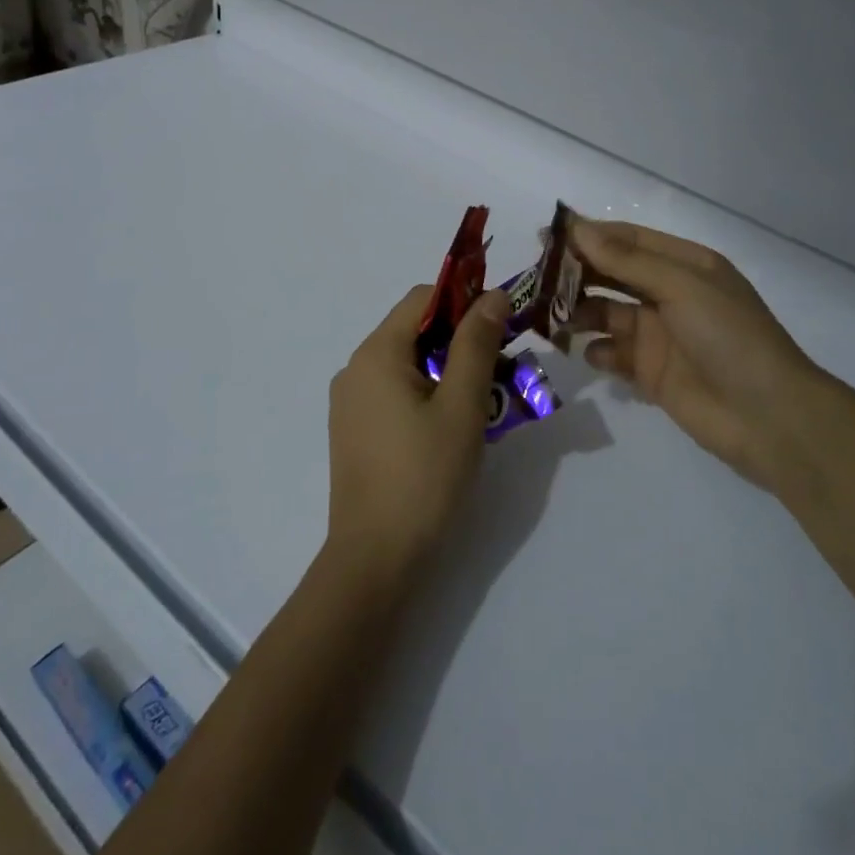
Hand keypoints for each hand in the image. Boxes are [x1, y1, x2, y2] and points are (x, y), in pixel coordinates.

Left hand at [325, 284, 511, 575]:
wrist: (374, 560)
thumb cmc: (424, 477)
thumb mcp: (462, 405)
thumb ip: (477, 344)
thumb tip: (491, 295)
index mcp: (376, 352)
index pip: (423, 297)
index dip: (466, 302)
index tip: (503, 327)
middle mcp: (355, 368)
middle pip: (415, 330)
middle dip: (462, 341)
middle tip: (503, 372)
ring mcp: (350, 402)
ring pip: (408, 364)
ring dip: (449, 370)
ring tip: (486, 404)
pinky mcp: (354, 430)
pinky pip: (395, 392)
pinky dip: (428, 394)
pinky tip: (453, 427)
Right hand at [569, 217, 828, 489]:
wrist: (769, 417)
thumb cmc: (729, 337)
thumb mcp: (681, 286)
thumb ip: (626, 260)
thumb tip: (578, 227)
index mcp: (684, 265)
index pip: (627, 240)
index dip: (588, 235)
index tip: (545, 236)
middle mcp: (668, 294)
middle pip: (611, 274)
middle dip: (576, 274)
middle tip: (536, 278)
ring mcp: (658, 334)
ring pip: (605, 313)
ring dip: (578, 312)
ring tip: (551, 318)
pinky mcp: (649, 372)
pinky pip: (612, 353)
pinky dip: (597, 351)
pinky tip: (592, 354)